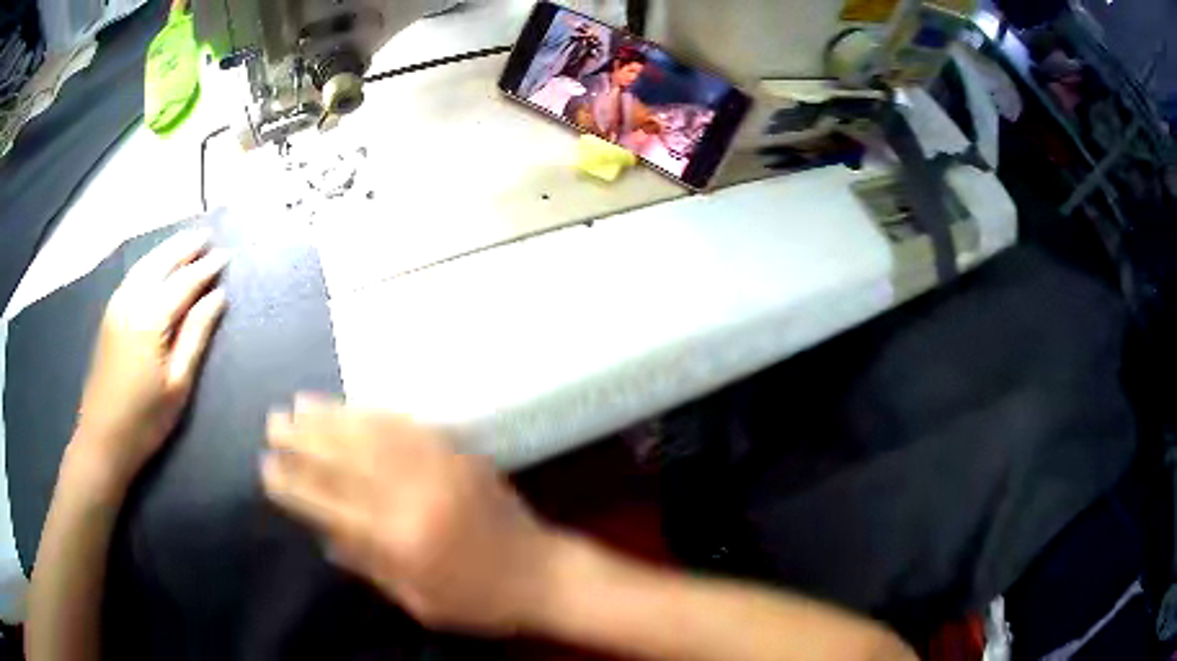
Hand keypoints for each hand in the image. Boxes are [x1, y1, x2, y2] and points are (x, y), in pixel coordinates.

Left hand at [73, 230, 228, 489]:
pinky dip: (149, 262)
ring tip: (186, 241)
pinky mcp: (109, 315)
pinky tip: (157, 264)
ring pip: (144, 264)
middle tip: (207, 236)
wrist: (102, 440)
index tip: (226, 256)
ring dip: (166, 249)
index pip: (184, 282)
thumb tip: (217, 297)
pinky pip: (133, 276)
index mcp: (150, 318)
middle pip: (161, 262)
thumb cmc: (145, 420)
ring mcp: (116, 306)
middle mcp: (131, 301)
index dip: (206, 268)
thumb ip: (196, 335)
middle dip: (185, 247)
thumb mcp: (178, 384)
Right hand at [262, 397, 557, 634]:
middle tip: (273, 423)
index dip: (295, 485)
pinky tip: (355, 406)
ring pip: (373, 435)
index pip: (331, 506)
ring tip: (301, 403)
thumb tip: (325, 535)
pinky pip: (411, 427)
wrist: (543, 574)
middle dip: (304, 440)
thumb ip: (369, 566)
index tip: (266, 468)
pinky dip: (377, 414)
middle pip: (346, 461)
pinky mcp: (460, 456)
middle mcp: (414, 498)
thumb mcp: (419, 601)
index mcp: (400, 542)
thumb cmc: (479, 601)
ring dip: (333, 417)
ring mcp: (440, 470)